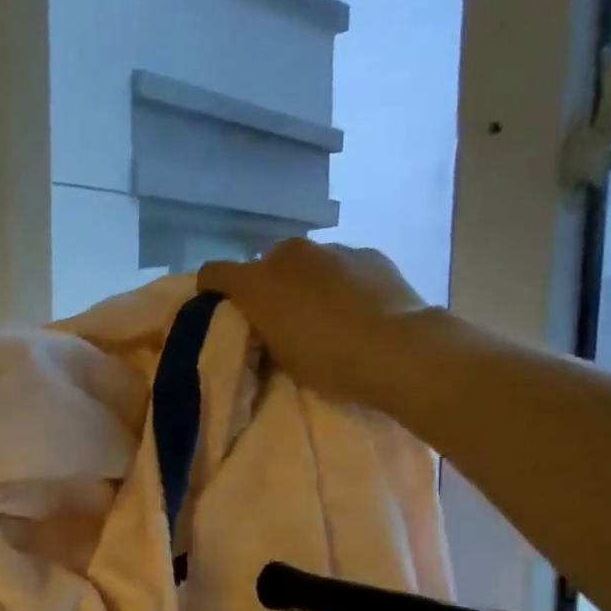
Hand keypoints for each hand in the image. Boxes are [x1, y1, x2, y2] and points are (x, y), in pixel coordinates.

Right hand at [198, 240, 435, 408]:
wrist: (398, 351)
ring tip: (325, 311)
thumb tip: (266, 318)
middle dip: (268, 284)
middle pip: (264, 263)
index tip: (220, 306)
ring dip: (306, 280)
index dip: (212, 288)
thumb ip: (264, 328)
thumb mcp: (280, 355)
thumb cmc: (328, 361)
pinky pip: (342, 265)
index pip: (213, 272)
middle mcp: (288, 254)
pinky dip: (341, 280)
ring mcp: (331, 249)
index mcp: (256, 282)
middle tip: (281, 315)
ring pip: (306, 262)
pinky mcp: (368, 253)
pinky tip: (357, 306)